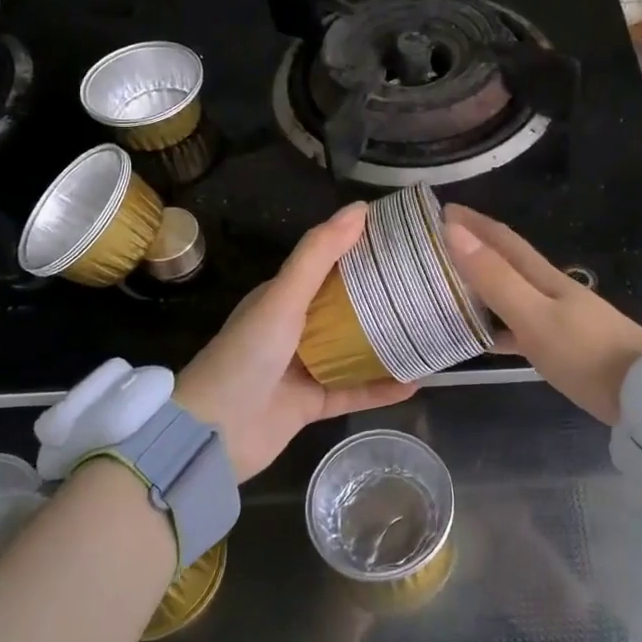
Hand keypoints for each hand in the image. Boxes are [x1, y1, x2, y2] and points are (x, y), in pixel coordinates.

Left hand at [176, 204, 415, 480]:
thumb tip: (359, 208)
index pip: (328, 265)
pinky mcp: (312, 404)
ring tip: (428, 331)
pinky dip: (381, 388)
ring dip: (386, 342)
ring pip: (353, 350)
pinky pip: (354, 391)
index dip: (361, 249)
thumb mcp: (283, 297)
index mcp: (283, 297)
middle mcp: (295, 328)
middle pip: (346, 306)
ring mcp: (304, 368)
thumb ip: (318, 254)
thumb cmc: (247, 354)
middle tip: (426, 284)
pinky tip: (416, 382)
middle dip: (382, 296)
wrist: (213, 432)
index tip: (403, 239)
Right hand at [443, 205, 641, 425]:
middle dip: (474, 249)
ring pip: (510, 295)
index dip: (473, 223)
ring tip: (448, 288)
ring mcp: (559, 319)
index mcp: (544, 277)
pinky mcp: (563, 348)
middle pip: (506, 263)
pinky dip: (496, 326)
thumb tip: (454, 230)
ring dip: (482, 287)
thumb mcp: (534, 315)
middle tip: (436, 247)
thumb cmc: (586, 353)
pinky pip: (519, 328)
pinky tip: (480, 338)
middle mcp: (550, 291)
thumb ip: (495, 277)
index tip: (441, 210)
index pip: (503, 240)